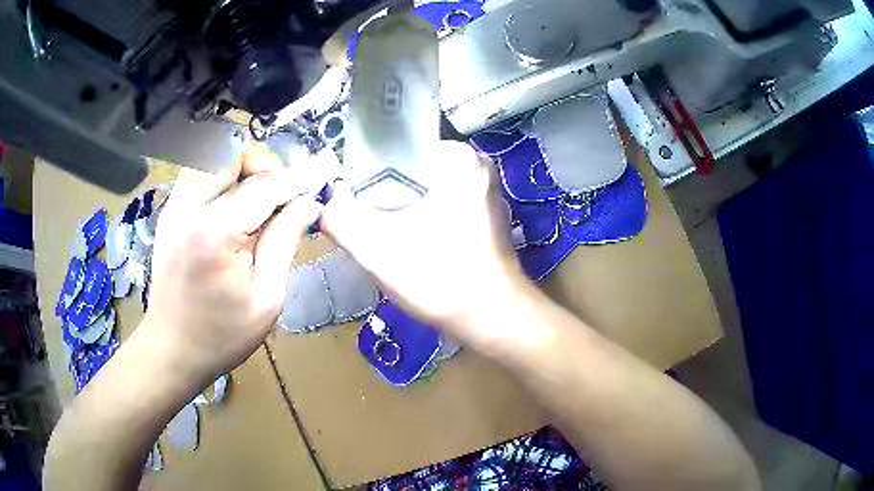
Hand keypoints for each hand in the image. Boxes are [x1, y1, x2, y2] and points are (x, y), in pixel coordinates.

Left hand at [141, 146, 327, 383]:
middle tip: (291, 194)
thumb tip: (309, 204)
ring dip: (244, 169)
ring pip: (216, 160)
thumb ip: (284, 243)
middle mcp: (190, 209)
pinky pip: (200, 175)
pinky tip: (236, 202)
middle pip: (237, 160)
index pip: (266, 188)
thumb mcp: (266, 300)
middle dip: (270, 168)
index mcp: (215, 234)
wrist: (171, 349)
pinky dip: (224, 177)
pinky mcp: (169, 213)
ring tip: (263, 196)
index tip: (327, 168)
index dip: (300, 177)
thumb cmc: (222, 336)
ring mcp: (175, 207)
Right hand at [321, 141, 528, 348]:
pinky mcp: (485, 218)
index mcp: (458, 157)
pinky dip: (421, 223)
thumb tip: (329, 203)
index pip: (395, 150)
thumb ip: (340, 218)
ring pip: (424, 192)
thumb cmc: (440, 279)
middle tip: (369, 228)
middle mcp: (476, 166)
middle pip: (409, 171)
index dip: (366, 176)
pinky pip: (440, 208)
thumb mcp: (376, 249)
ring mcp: (484, 193)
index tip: (355, 206)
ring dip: (401, 213)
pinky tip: (412, 249)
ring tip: (388, 241)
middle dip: (384, 198)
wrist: (495, 321)